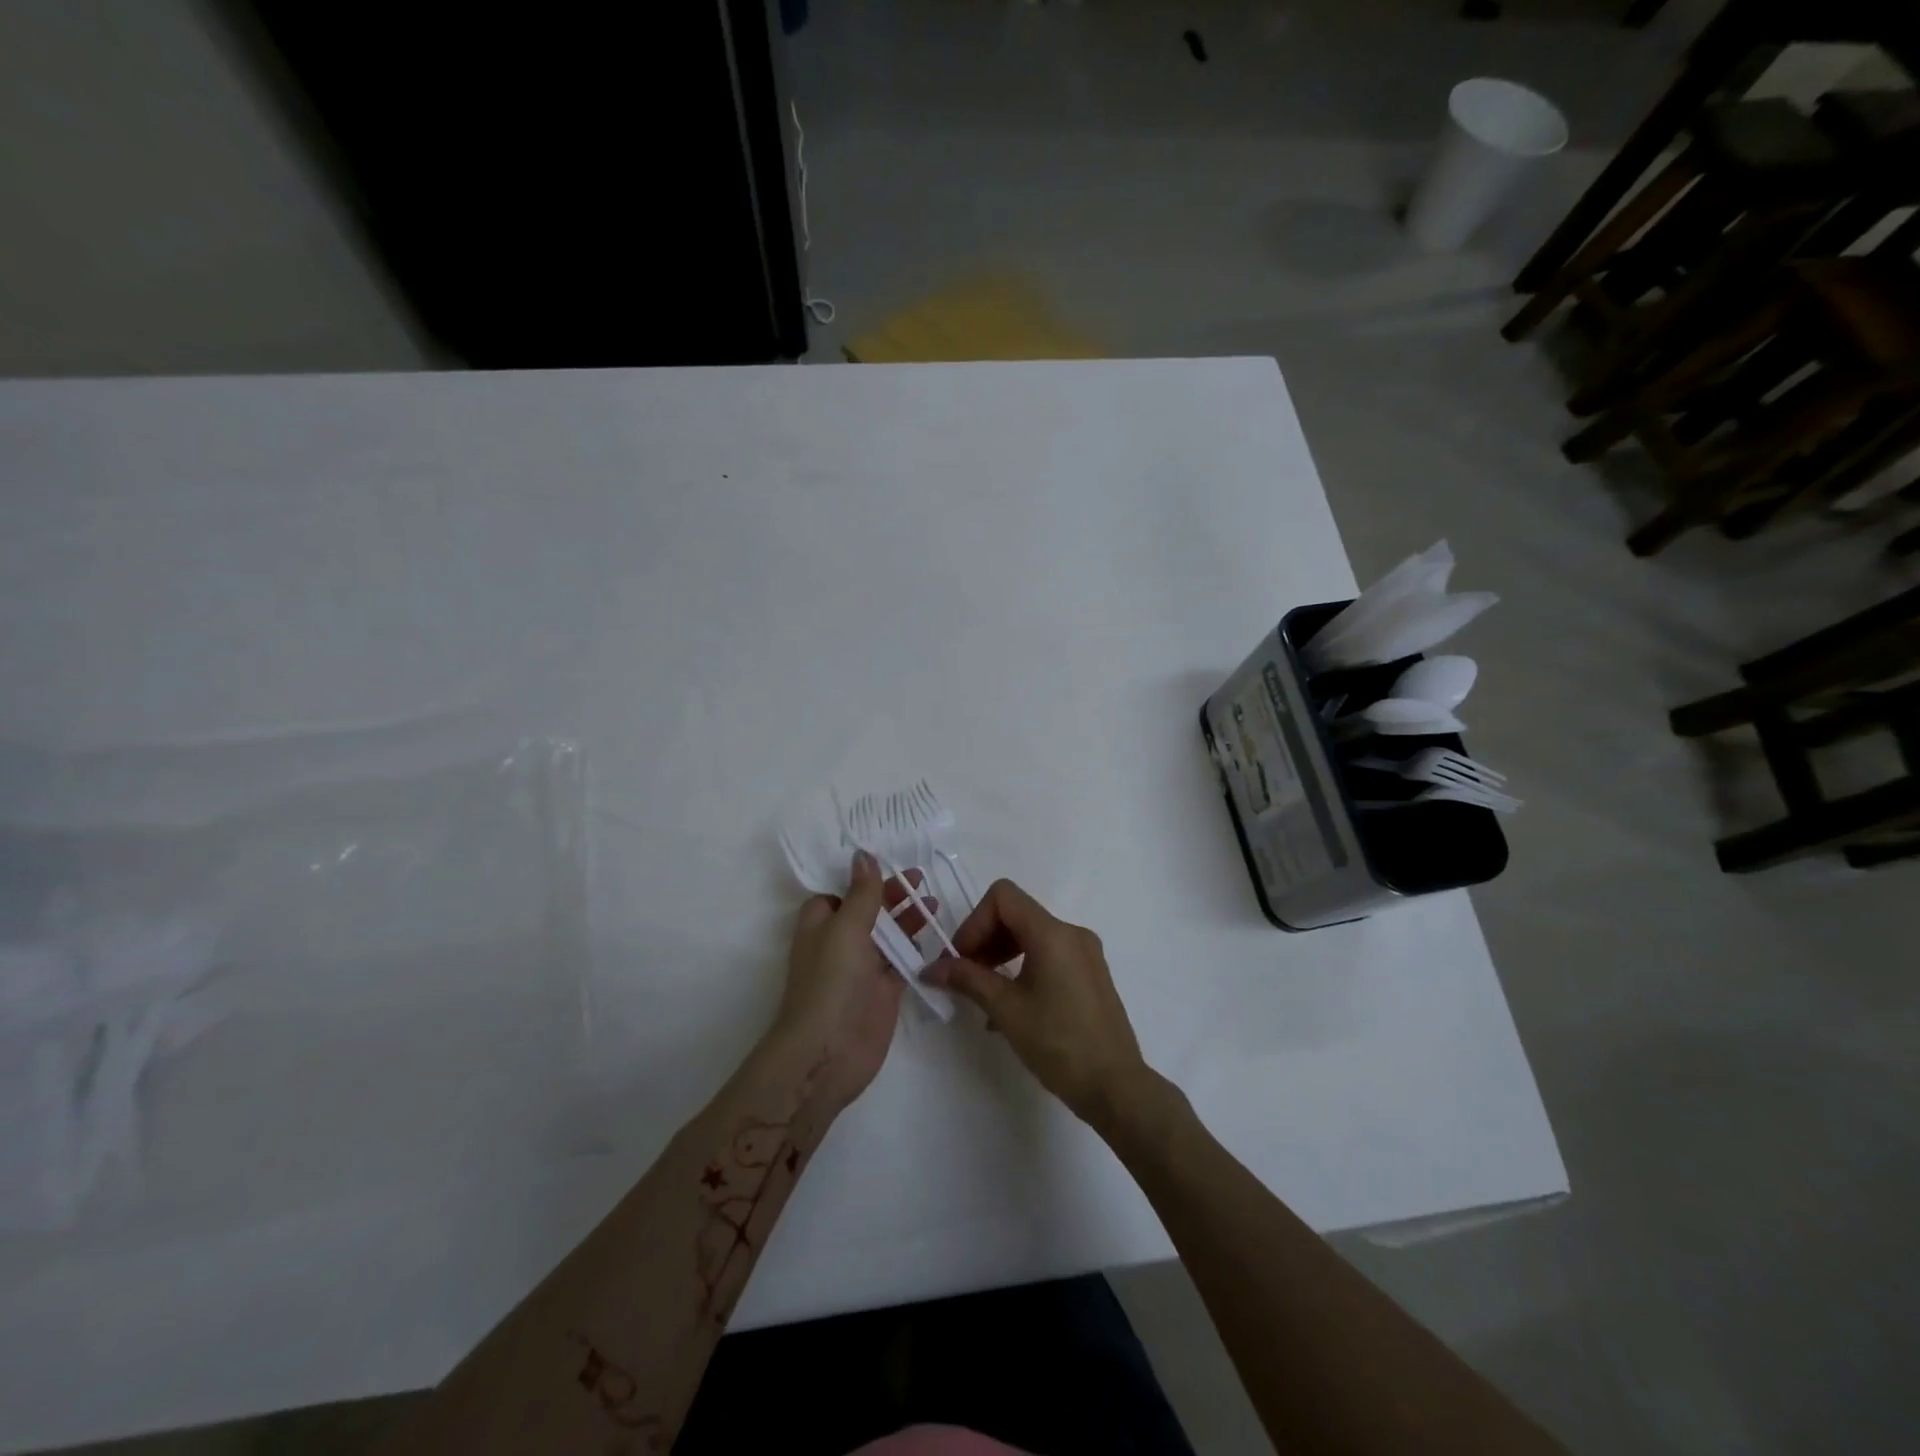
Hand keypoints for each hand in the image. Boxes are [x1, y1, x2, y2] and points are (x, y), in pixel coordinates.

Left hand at [776, 851, 933, 1110]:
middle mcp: (840, 942)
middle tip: (920, 877)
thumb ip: (862, 893)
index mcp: (821, 923)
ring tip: (933, 903)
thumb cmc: (831, 981)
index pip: (838, 892)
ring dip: (907, 918)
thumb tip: (863, 855)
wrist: (830, 1051)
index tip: (887, 859)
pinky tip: (937, 935)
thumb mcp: (846, 928)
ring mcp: (863, 968)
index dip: (859, 877)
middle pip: (867, 909)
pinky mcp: (883, 990)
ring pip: (887, 934)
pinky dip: (917, 948)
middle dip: (890, 894)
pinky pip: (902, 961)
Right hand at [922, 879, 1149, 1126]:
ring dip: (1000, 954)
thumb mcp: (1006, 1010)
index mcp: (1053, 933)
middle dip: (984, 938)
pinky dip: (1021, 966)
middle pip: (1016, 914)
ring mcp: (1085, 953)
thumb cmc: (1058, 1044)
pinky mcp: (1090, 973)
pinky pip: (1047, 954)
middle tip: (964, 977)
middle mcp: (1071, 933)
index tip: (961, 959)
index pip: (1003, 897)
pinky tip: (1009, 1005)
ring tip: (983, 994)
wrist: (1115, 1087)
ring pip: (1030, 934)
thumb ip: (967, 980)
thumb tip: (930, 968)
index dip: (974, 922)